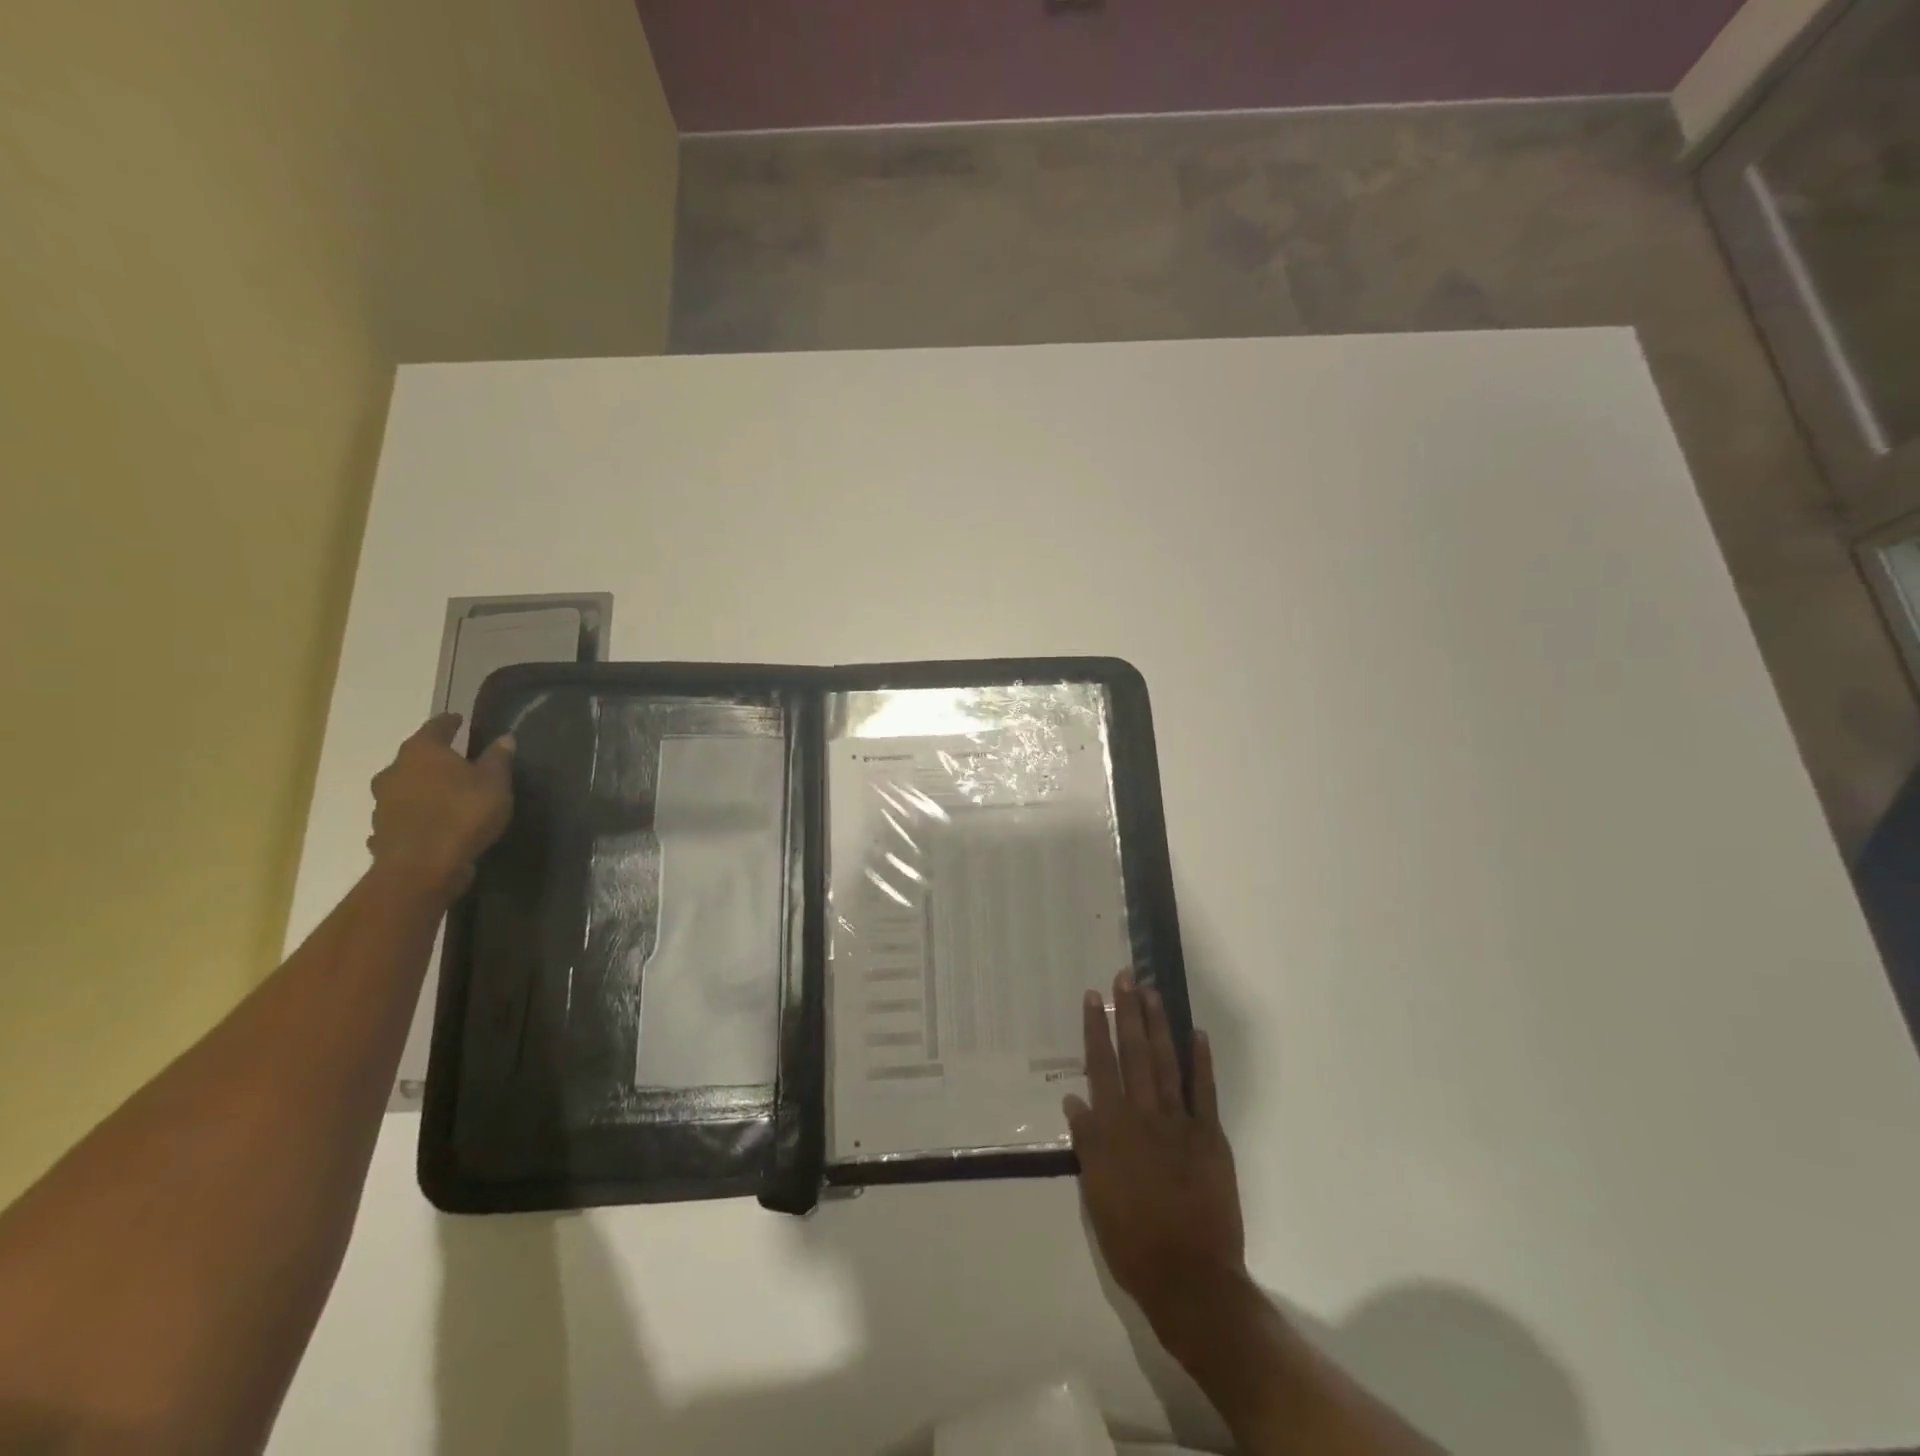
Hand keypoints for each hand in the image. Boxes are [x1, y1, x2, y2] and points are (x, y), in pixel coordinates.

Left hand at [366, 714, 514, 898]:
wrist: (423, 866)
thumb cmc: (463, 813)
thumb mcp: (495, 783)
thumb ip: (498, 759)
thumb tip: (503, 738)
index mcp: (423, 752)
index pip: (436, 727)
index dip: (450, 722)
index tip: (459, 720)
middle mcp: (395, 771)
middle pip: (415, 757)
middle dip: (434, 758)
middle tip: (454, 761)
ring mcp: (382, 803)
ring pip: (404, 787)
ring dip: (420, 788)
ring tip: (442, 795)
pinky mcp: (381, 831)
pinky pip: (400, 816)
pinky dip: (413, 815)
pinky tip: (425, 824)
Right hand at [1066, 971, 1244, 1331]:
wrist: (1190, 1278)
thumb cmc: (1132, 1240)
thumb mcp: (1095, 1194)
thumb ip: (1087, 1142)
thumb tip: (1074, 1099)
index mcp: (1113, 1128)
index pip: (1101, 1066)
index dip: (1095, 1029)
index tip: (1092, 997)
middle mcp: (1145, 1115)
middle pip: (1134, 1054)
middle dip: (1127, 1013)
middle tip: (1125, 977)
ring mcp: (1180, 1123)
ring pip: (1166, 1063)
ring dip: (1158, 1026)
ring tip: (1152, 993)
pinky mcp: (1210, 1137)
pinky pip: (1204, 1092)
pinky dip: (1200, 1062)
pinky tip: (1196, 1035)